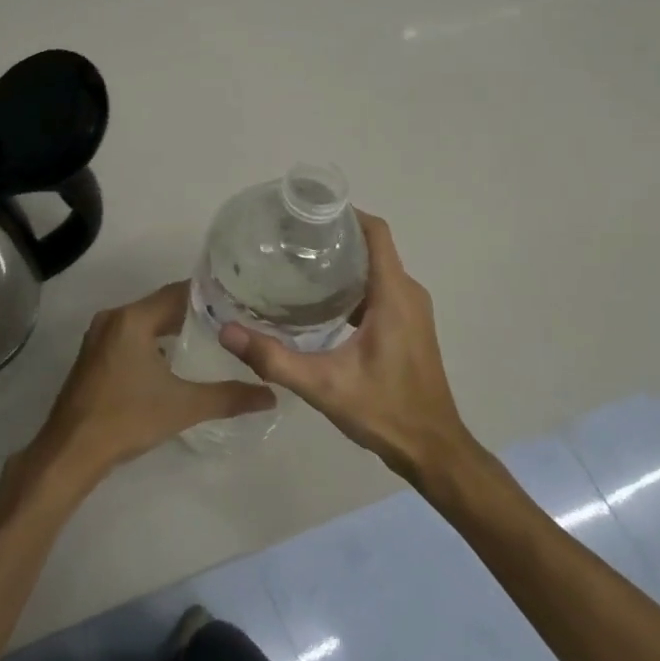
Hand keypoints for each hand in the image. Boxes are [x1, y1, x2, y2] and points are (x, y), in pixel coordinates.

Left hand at [27, 282, 272, 491]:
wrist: (72, 450)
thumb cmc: (127, 418)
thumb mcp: (184, 406)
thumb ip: (229, 397)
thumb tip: (271, 395)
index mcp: (132, 319)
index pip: (178, 293)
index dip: (209, 295)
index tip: (239, 300)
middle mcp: (113, 318)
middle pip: (160, 305)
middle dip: (194, 312)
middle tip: (232, 320)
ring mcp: (99, 337)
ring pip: (144, 322)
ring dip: (172, 327)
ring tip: (210, 337)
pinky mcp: (94, 356)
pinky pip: (130, 337)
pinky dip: (153, 341)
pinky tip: (175, 359)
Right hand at [221, 213, 482, 487]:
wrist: (432, 450)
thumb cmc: (384, 411)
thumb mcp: (322, 385)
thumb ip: (273, 358)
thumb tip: (226, 331)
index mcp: (394, 296)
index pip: (376, 233)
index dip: (346, 213)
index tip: (308, 210)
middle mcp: (408, 294)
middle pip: (373, 247)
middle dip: (334, 236)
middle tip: (288, 239)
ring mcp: (412, 311)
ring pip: (376, 269)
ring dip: (342, 262)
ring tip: (297, 264)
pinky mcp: (409, 326)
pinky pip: (380, 289)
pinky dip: (352, 285)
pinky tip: (319, 301)